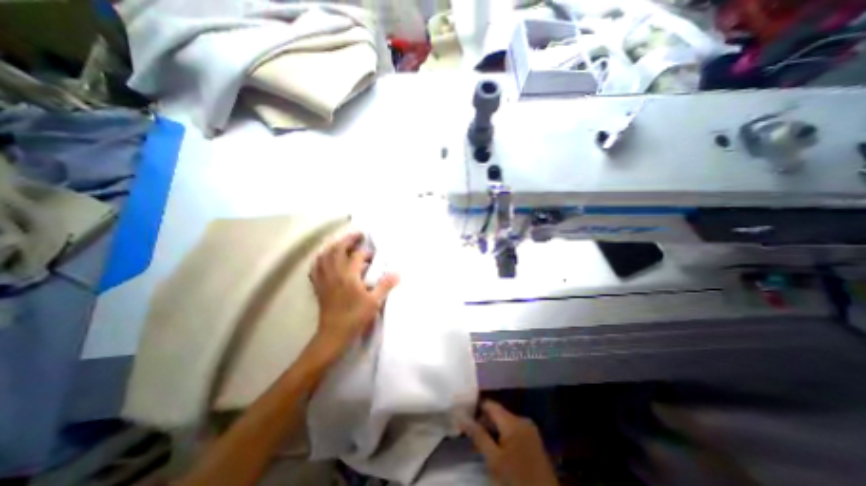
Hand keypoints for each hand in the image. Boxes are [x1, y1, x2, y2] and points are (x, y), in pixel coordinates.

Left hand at [308, 231, 398, 360]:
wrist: (334, 334)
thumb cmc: (355, 317)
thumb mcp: (374, 302)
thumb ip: (385, 285)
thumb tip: (397, 273)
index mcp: (348, 275)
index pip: (357, 256)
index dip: (367, 253)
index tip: (375, 257)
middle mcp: (334, 273)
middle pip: (338, 249)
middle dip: (348, 240)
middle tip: (358, 235)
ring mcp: (324, 279)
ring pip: (325, 256)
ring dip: (334, 246)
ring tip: (342, 243)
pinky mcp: (318, 286)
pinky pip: (316, 267)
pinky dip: (320, 259)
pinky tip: (324, 259)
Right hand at [464, 398, 556, 485]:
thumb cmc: (517, 481)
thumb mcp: (494, 460)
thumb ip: (478, 436)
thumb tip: (462, 417)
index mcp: (513, 421)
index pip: (489, 404)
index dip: (476, 409)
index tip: (465, 419)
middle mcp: (522, 419)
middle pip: (497, 413)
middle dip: (484, 423)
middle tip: (472, 437)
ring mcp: (530, 429)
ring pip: (505, 422)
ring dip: (494, 430)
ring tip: (483, 446)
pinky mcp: (534, 439)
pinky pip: (514, 430)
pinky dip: (504, 436)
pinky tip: (498, 450)